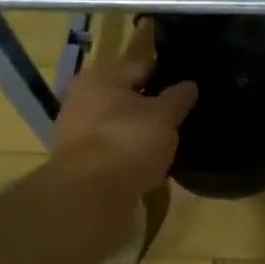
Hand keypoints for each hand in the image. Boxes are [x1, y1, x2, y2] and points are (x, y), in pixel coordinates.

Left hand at [53, 26, 197, 194]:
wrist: (90, 195)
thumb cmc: (128, 141)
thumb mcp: (164, 116)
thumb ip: (178, 98)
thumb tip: (189, 85)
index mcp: (100, 77)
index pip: (142, 68)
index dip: (167, 78)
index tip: (187, 94)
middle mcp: (81, 98)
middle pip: (126, 98)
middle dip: (150, 108)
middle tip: (178, 121)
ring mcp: (75, 132)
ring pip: (117, 126)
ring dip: (138, 134)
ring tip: (166, 147)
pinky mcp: (76, 163)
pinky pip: (110, 151)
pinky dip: (126, 156)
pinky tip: (147, 167)